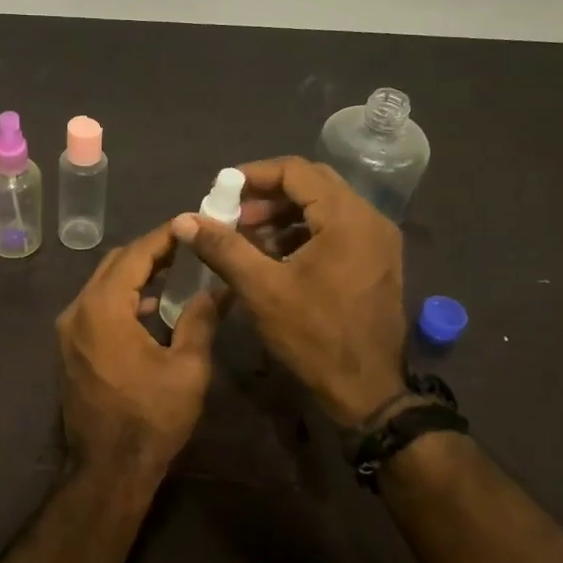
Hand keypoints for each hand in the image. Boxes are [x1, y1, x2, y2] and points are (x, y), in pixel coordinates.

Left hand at [56, 222, 223, 495]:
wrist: (108, 469)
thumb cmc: (151, 418)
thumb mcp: (187, 368)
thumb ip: (201, 319)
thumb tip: (218, 287)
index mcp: (103, 308)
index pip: (135, 255)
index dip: (165, 236)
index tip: (192, 223)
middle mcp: (77, 310)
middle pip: (114, 264)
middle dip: (150, 251)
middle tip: (187, 246)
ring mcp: (68, 330)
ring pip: (103, 284)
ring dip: (136, 274)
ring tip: (175, 271)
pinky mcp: (69, 347)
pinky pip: (96, 306)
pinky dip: (122, 297)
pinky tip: (151, 308)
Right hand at [171, 156, 405, 426]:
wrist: (366, 391)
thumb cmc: (314, 336)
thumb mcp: (261, 289)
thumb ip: (223, 247)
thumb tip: (184, 220)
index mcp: (347, 218)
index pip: (297, 171)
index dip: (254, 175)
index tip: (222, 191)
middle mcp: (370, 220)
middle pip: (313, 184)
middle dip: (267, 195)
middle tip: (233, 214)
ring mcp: (378, 241)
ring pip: (325, 207)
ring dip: (284, 214)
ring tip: (248, 237)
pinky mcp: (376, 261)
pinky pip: (336, 229)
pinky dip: (303, 232)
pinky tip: (274, 256)